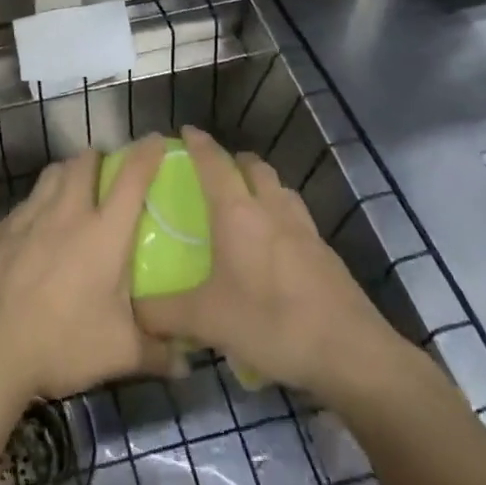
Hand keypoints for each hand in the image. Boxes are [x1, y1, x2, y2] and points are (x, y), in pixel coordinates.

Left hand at [0, 138, 179, 402]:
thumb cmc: (64, 342)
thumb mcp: (120, 353)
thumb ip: (158, 353)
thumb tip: (187, 364)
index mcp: (103, 232)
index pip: (131, 178)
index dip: (147, 153)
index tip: (156, 141)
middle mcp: (67, 213)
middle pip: (83, 162)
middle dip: (99, 158)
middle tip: (108, 174)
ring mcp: (28, 217)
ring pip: (51, 174)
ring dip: (67, 173)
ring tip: (74, 191)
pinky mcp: (0, 231)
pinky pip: (25, 204)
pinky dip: (37, 206)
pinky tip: (37, 230)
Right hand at [135, 127, 425, 407]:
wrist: (351, 352)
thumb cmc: (271, 322)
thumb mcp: (207, 321)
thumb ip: (164, 313)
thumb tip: (134, 311)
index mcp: (237, 213)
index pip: (213, 163)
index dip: (198, 143)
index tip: (185, 131)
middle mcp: (271, 210)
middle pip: (253, 166)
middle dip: (233, 161)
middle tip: (215, 173)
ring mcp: (304, 230)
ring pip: (280, 189)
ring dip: (261, 185)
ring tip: (246, 204)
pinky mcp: (326, 254)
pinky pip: (297, 218)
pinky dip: (281, 217)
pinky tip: (275, 248)